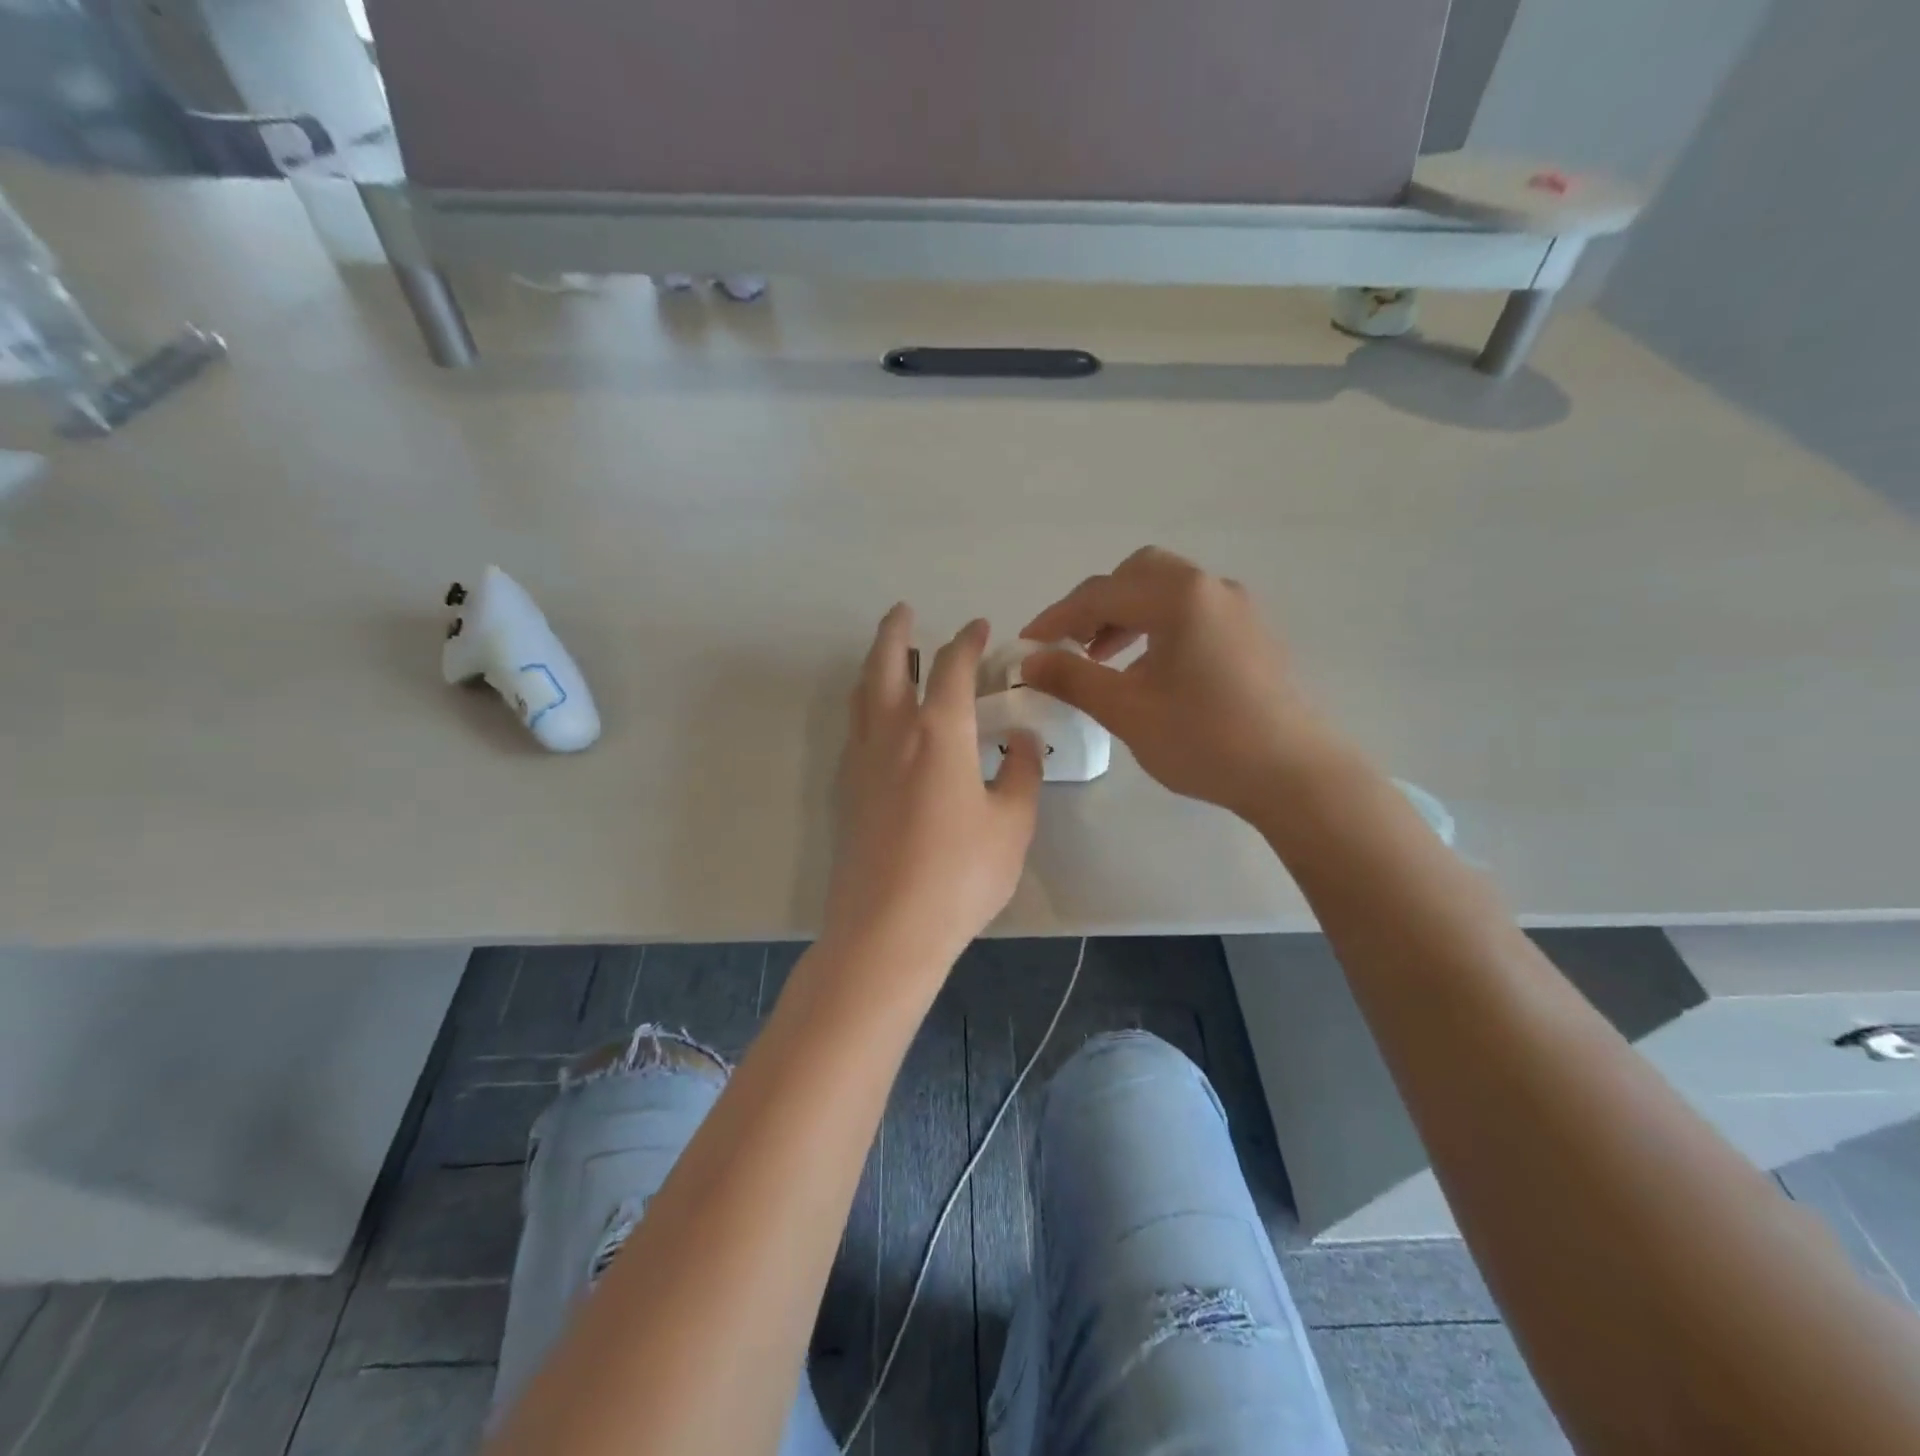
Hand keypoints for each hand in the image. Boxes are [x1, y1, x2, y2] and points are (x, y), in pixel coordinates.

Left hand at [823, 607, 1042, 972]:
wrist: (886, 930)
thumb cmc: (960, 875)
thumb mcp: (1011, 824)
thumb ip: (1020, 774)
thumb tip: (1018, 741)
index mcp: (937, 732)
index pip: (952, 668)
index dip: (968, 642)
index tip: (979, 628)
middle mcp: (891, 734)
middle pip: (885, 664)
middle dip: (896, 631)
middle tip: (904, 611)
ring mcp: (861, 762)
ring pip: (862, 695)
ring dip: (875, 665)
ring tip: (889, 656)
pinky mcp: (846, 791)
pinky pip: (855, 729)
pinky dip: (867, 706)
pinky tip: (881, 723)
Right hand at [1022, 547, 1343, 821]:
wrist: (1293, 775)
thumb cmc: (1204, 739)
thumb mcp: (1127, 711)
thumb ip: (1072, 678)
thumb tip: (1028, 661)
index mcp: (1178, 597)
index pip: (1101, 593)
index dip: (1056, 617)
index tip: (1026, 645)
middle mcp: (1210, 587)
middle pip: (1137, 575)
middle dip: (1096, 605)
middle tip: (1071, 643)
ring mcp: (1238, 608)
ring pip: (1167, 591)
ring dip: (1127, 614)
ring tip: (1102, 658)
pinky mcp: (1252, 633)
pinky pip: (1192, 612)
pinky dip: (1158, 626)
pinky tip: (1149, 669)